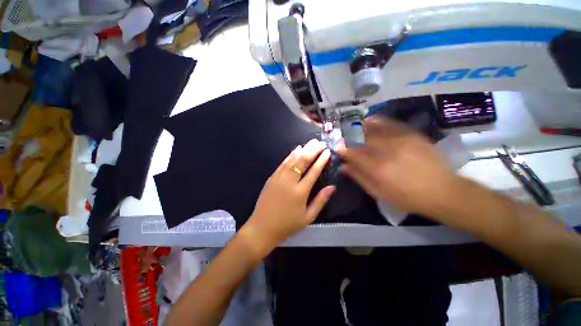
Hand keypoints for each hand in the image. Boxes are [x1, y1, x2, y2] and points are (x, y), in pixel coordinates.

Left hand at [242, 139, 334, 251]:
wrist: (262, 227)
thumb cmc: (287, 225)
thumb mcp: (308, 217)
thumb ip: (320, 201)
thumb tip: (332, 187)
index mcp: (301, 192)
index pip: (314, 171)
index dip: (321, 160)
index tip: (327, 151)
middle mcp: (290, 181)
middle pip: (303, 161)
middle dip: (313, 150)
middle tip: (320, 142)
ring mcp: (279, 178)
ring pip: (293, 159)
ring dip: (303, 149)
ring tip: (311, 142)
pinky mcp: (272, 177)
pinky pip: (283, 163)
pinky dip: (290, 155)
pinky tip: (296, 149)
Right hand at [338, 116, 459, 217]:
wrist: (443, 191)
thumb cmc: (407, 197)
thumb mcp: (379, 193)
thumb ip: (359, 178)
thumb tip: (344, 166)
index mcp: (376, 167)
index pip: (353, 153)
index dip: (343, 149)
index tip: (337, 148)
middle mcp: (386, 151)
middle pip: (362, 139)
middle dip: (349, 137)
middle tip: (343, 137)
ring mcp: (400, 141)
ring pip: (375, 129)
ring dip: (361, 127)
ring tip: (352, 126)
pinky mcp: (412, 136)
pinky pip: (392, 124)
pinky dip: (379, 121)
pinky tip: (371, 119)